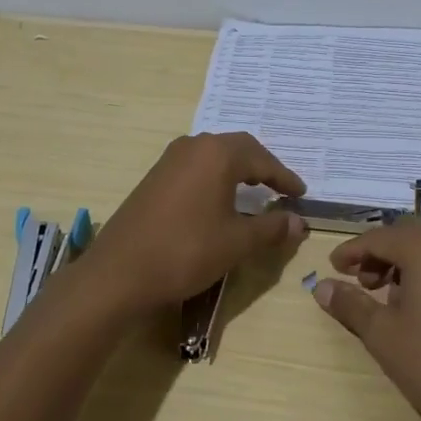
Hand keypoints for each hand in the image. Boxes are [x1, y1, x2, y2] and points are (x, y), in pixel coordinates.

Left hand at [82, 133, 306, 311]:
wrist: (120, 273)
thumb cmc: (186, 251)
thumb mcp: (237, 242)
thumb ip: (271, 228)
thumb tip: (298, 222)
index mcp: (217, 154)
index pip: (262, 159)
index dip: (285, 178)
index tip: (301, 194)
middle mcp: (193, 146)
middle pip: (238, 148)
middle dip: (263, 167)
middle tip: (281, 188)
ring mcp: (170, 160)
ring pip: (214, 155)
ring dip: (238, 170)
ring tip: (254, 192)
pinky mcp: (154, 177)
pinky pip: (196, 167)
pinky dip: (216, 177)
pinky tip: (219, 200)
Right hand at [309, 221, 420, 420]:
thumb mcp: (383, 335)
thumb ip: (350, 304)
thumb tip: (321, 286)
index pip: (378, 238)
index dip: (351, 252)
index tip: (332, 268)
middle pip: (406, 236)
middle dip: (379, 256)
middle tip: (361, 285)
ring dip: (404, 265)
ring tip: (389, 301)